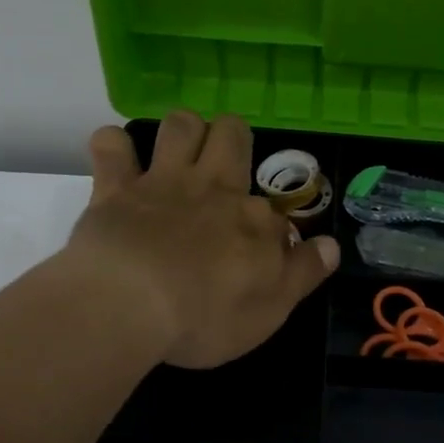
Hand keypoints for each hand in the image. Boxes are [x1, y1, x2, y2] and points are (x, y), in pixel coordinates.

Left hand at [61, 111, 339, 369]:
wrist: (129, 305)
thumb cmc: (204, 317)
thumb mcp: (270, 310)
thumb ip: (303, 273)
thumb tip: (331, 245)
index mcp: (253, 220)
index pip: (273, 209)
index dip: (270, 229)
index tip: (262, 254)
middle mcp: (212, 188)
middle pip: (231, 134)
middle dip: (231, 139)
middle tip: (223, 168)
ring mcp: (161, 183)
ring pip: (180, 125)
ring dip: (182, 132)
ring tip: (178, 156)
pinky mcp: (114, 189)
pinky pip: (112, 144)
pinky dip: (114, 146)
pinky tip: (118, 162)